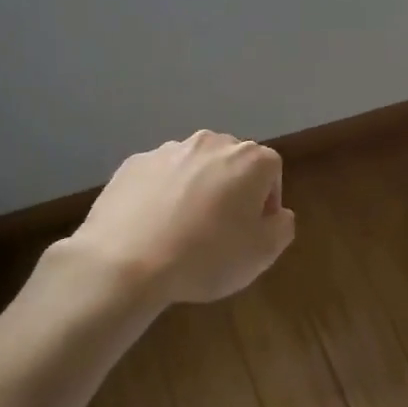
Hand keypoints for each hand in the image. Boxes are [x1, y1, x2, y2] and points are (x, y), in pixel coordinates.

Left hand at [69, 131, 295, 305]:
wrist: (125, 262)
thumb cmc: (206, 257)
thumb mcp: (262, 254)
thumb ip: (282, 227)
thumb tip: (278, 214)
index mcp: (249, 160)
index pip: (272, 170)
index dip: (267, 201)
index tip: (254, 231)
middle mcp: (210, 143)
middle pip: (232, 162)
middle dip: (232, 189)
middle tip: (222, 229)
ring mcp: (168, 150)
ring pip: (194, 167)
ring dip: (197, 189)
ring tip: (183, 229)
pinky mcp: (133, 164)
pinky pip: (160, 177)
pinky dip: (162, 194)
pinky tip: (153, 227)